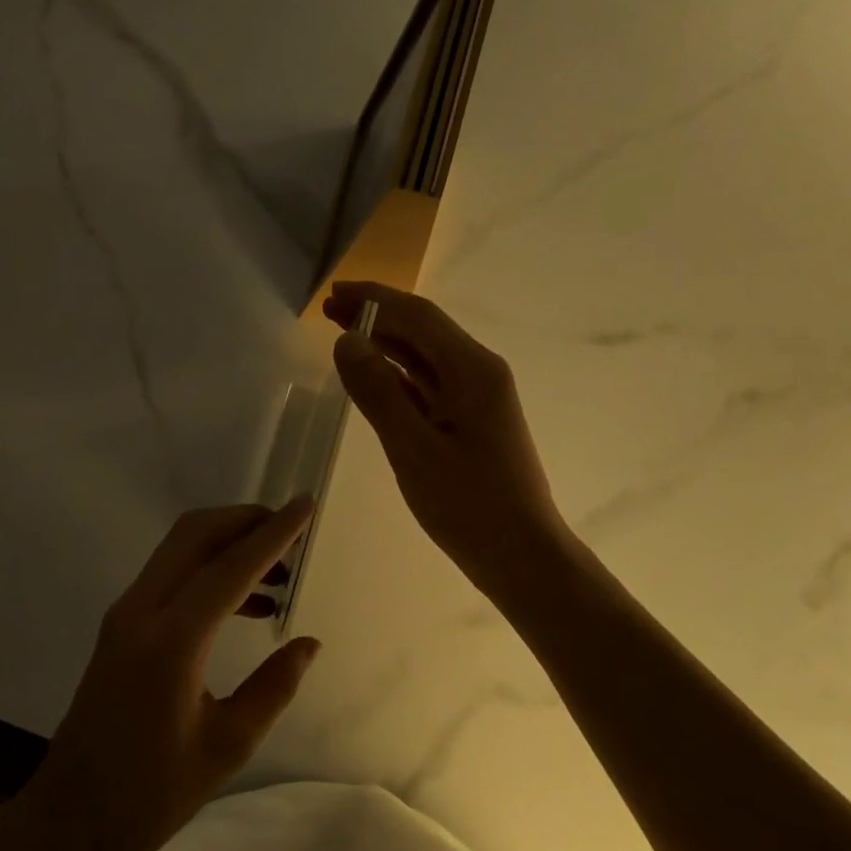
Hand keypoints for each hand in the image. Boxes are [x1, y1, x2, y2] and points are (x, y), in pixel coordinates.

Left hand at [10, 498, 321, 850]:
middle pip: (195, 534)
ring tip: (279, 572)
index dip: (273, 534)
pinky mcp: (120, 625)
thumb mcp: (226, 746)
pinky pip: (171, 575)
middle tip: (291, 530)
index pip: (230, 568)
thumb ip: (273, 687)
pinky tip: (247, 603)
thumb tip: (309, 643)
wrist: (70, 820)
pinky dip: (209, 569)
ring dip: (228, 543)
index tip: (306, 504)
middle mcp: (141, 611)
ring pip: (179, 548)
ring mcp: (125, 614)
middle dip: (245, 520)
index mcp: (171, 642)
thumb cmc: (151, 794)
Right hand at [326, 279, 571, 597]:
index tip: (334, 293)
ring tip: (341, 334)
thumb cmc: (469, 505)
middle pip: (422, 330)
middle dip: (376, 316)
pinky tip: (371, 375)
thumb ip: (377, 391)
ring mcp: (477, 397)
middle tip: (328, 310)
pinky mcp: (470, 420)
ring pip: (425, 356)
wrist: (522, 557)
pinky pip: (428, 384)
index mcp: (473, 370)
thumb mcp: (413, 448)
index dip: (374, 299)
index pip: (418, 317)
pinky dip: (397, 373)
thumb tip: (346, 340)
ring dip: (384, 342)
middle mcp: (479, 373)